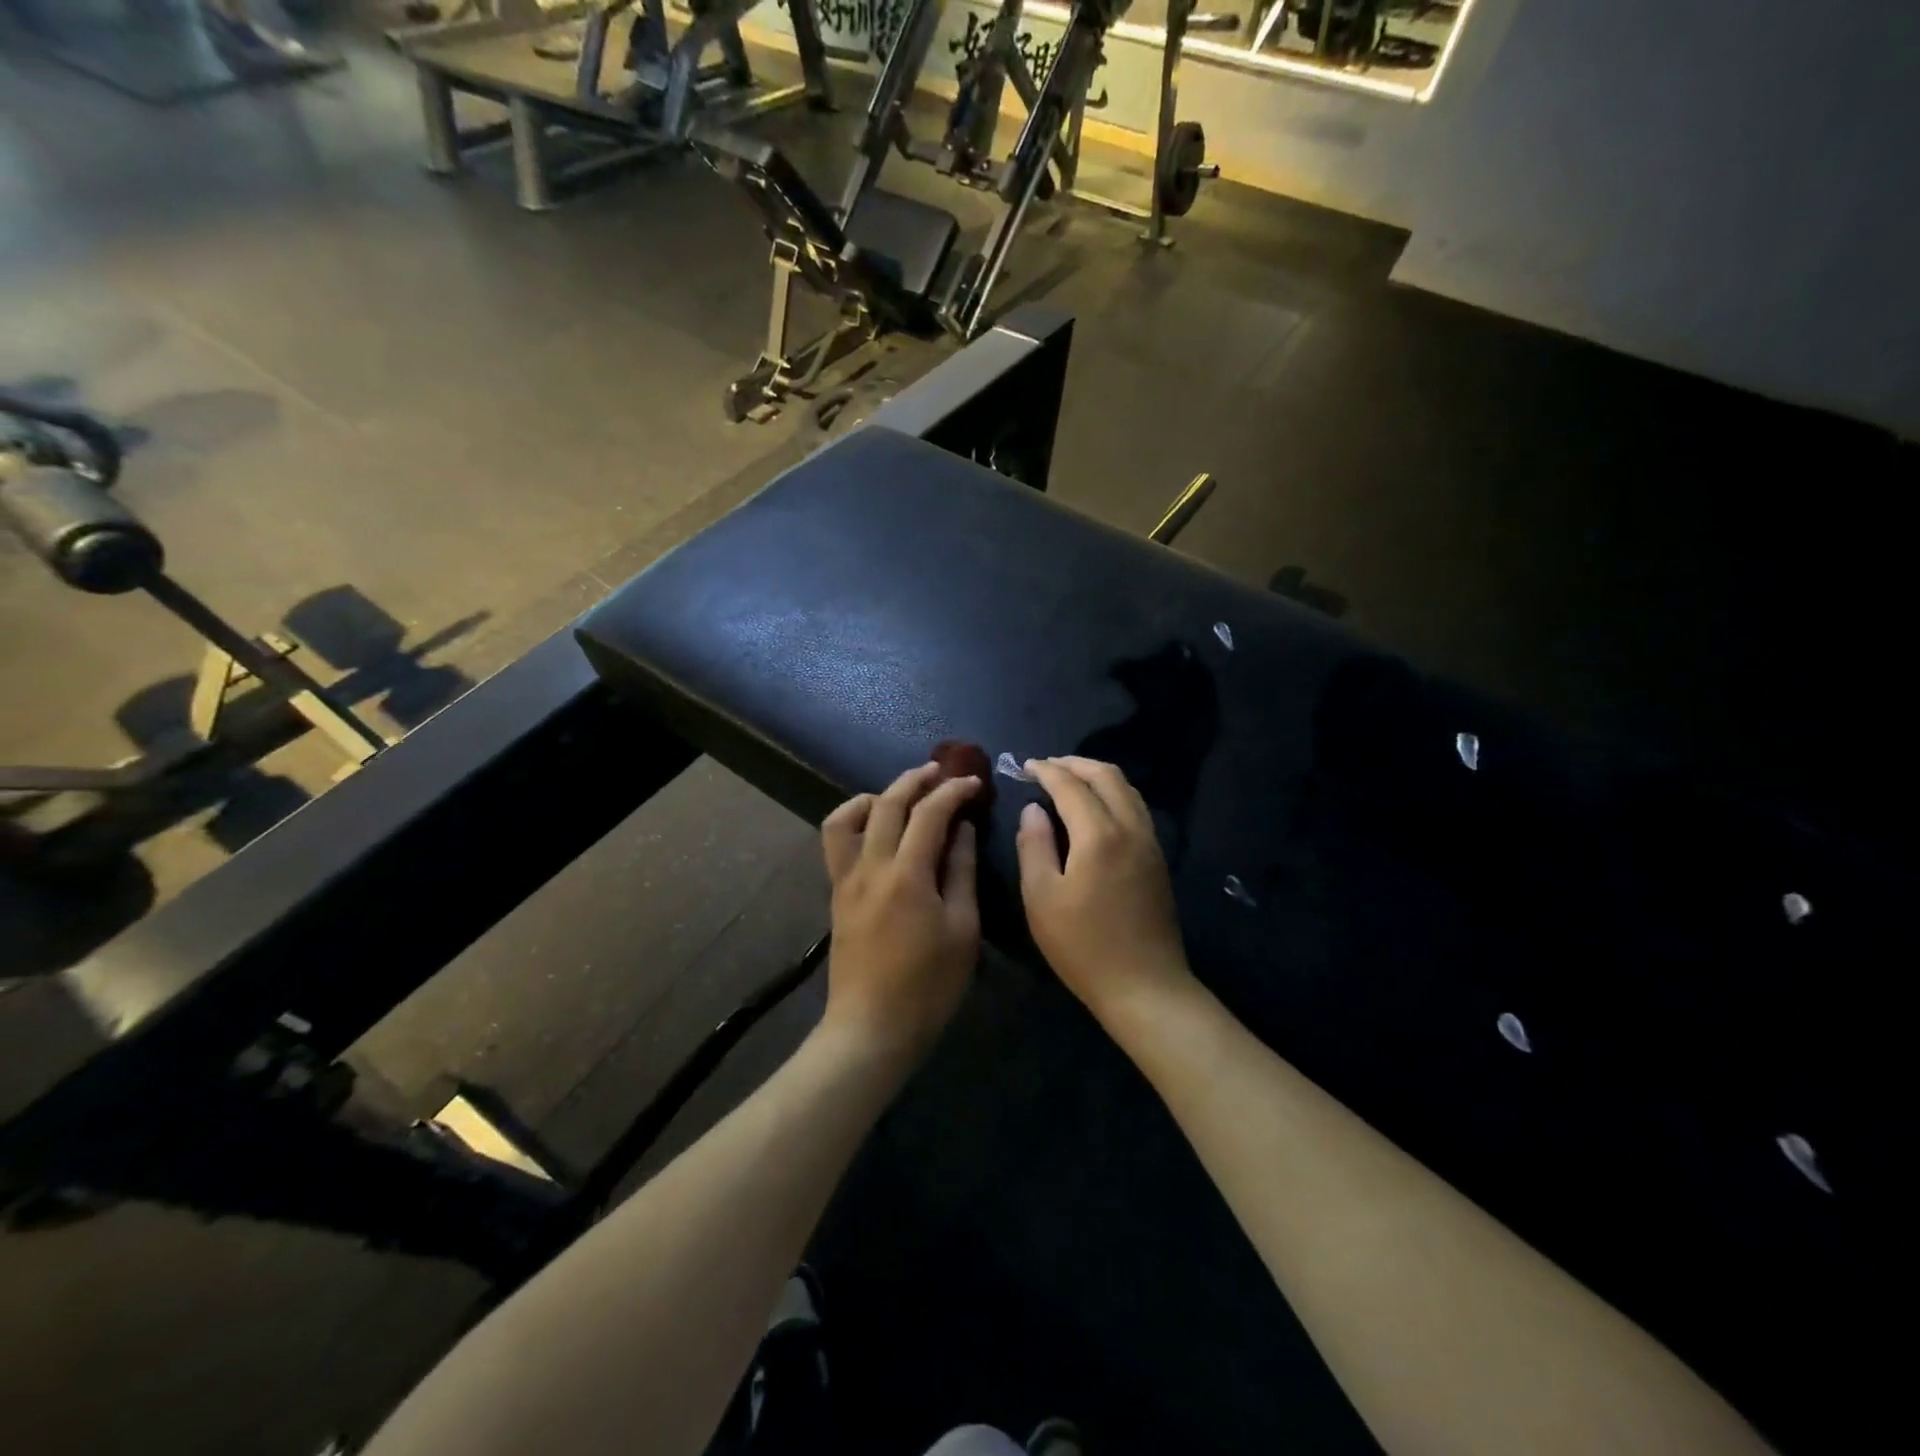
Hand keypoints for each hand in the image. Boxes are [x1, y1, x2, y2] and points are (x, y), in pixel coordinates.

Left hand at [819, 762, 982, 1065]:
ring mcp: (846, 879)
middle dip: (915, 780)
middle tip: (940, 771)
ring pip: (848, 817)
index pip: (930, 813)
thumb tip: (962, 829)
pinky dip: (855, 821)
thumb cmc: (928, 986)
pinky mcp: (836, 894)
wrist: (871, 1028)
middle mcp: (870, 867)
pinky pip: (837, 842)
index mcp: (907, 875)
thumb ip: (961, 872)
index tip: (973, 782)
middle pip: (888, 804)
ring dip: (877, 795)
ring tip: (902, 795)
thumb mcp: (962, 930)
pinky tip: (877, 830)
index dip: (953, 791)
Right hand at [1017, 756, 1194, 1023]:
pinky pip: (1136, 808)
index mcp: (1099, 835)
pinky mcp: (1158, 859)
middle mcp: (1130, 828)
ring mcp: (1150, 842)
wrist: (1145, 986)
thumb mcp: (1041, 898)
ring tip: (1069, 781)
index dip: (1046, 771)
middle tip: (1046, 767)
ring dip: (1097, 776)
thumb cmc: (1083, 946)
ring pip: (1127, 789)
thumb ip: (1034, 845)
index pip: (1070, 785)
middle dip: (1074, 764)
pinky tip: (1095, 810)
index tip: (1024, 767)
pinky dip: (1113, 794)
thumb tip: (1033, 809)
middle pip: (1107, 775)